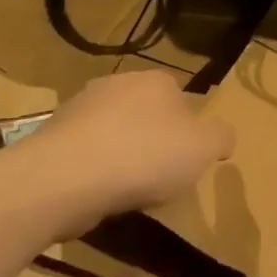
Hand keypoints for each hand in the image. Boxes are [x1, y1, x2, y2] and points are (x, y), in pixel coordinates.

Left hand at [28, 70, 232, 234]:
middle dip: (152, 138)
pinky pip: (85, 152)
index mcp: (156, 80)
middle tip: (161, 175)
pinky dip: (94, 170)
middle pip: (144, 110)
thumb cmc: (144, 155)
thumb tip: (222, 136)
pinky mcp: (54, 136)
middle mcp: (118, 83)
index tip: (188, 155)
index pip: (179, 93)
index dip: (187, 124)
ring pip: (113, 131)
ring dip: (121, 155)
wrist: (66, 176)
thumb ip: (220, 137)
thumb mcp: (203, 147)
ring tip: (128, 192)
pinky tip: (98, 195)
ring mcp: (81, 108)